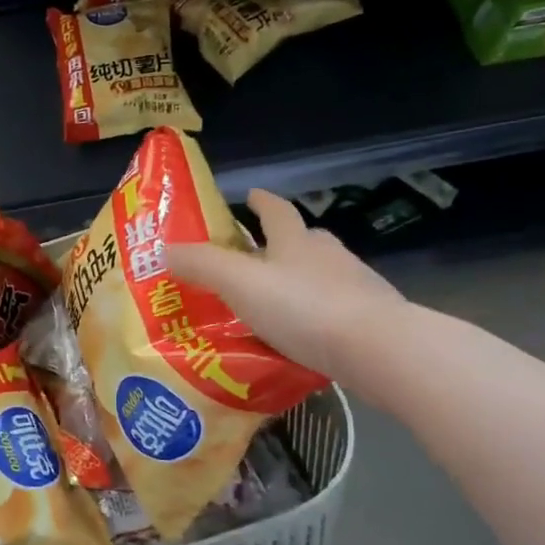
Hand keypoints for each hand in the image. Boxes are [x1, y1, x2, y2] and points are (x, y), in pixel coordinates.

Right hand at [170, 190, 409, 401]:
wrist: (379, 349)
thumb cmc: (303, 308)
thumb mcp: (240, 283)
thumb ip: (202, 265)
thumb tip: (164, 249)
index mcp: (296, 241)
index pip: (277, 211)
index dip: (261, 202)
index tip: (251, 195)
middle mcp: (329, 256)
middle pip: (306, 240)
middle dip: (284, 243)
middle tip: (260, 256)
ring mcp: (357, 287)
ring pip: (324, 275)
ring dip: (303, 281)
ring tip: (279, 303)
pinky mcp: (373, 321)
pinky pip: (338, 311)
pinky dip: (320, 316)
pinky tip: (307, 338)